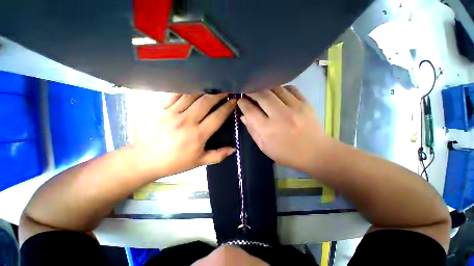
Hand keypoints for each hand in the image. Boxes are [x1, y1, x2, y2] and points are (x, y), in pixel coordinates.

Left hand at [134, 93, 235, 177]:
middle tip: (226, 90)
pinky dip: (187, 89)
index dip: (227, 107)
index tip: (234, 101)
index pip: (217, 116)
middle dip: (219, 94)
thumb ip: (218, 155)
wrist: (145, 160)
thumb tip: (234, 149)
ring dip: (205, 89)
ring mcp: (172, 113)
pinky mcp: (161, 109)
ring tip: (213, 87)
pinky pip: (176, 94)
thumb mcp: (199, 162)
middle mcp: (187, 121)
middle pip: (207, 102)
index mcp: (198, 135)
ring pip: (192, 95)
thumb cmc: (175, 162)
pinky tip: (193, 88)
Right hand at [237, 86, 332, 172]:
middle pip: (261, 95)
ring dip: (265, 88)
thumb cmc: (286, 153)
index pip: (250, 110)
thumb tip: (243, 116)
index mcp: (267, 130)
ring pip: (275, 88)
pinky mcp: (305, 103)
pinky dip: (281, 88)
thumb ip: (252, 130)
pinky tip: (278, 93)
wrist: (315, 153)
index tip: (240, 100)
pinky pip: (290, 88)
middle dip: (251, 91)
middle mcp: (279, 116)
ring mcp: (294, 107)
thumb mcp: (264, 147)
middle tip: (248, 91)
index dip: (243, 103)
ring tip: (262, 91)